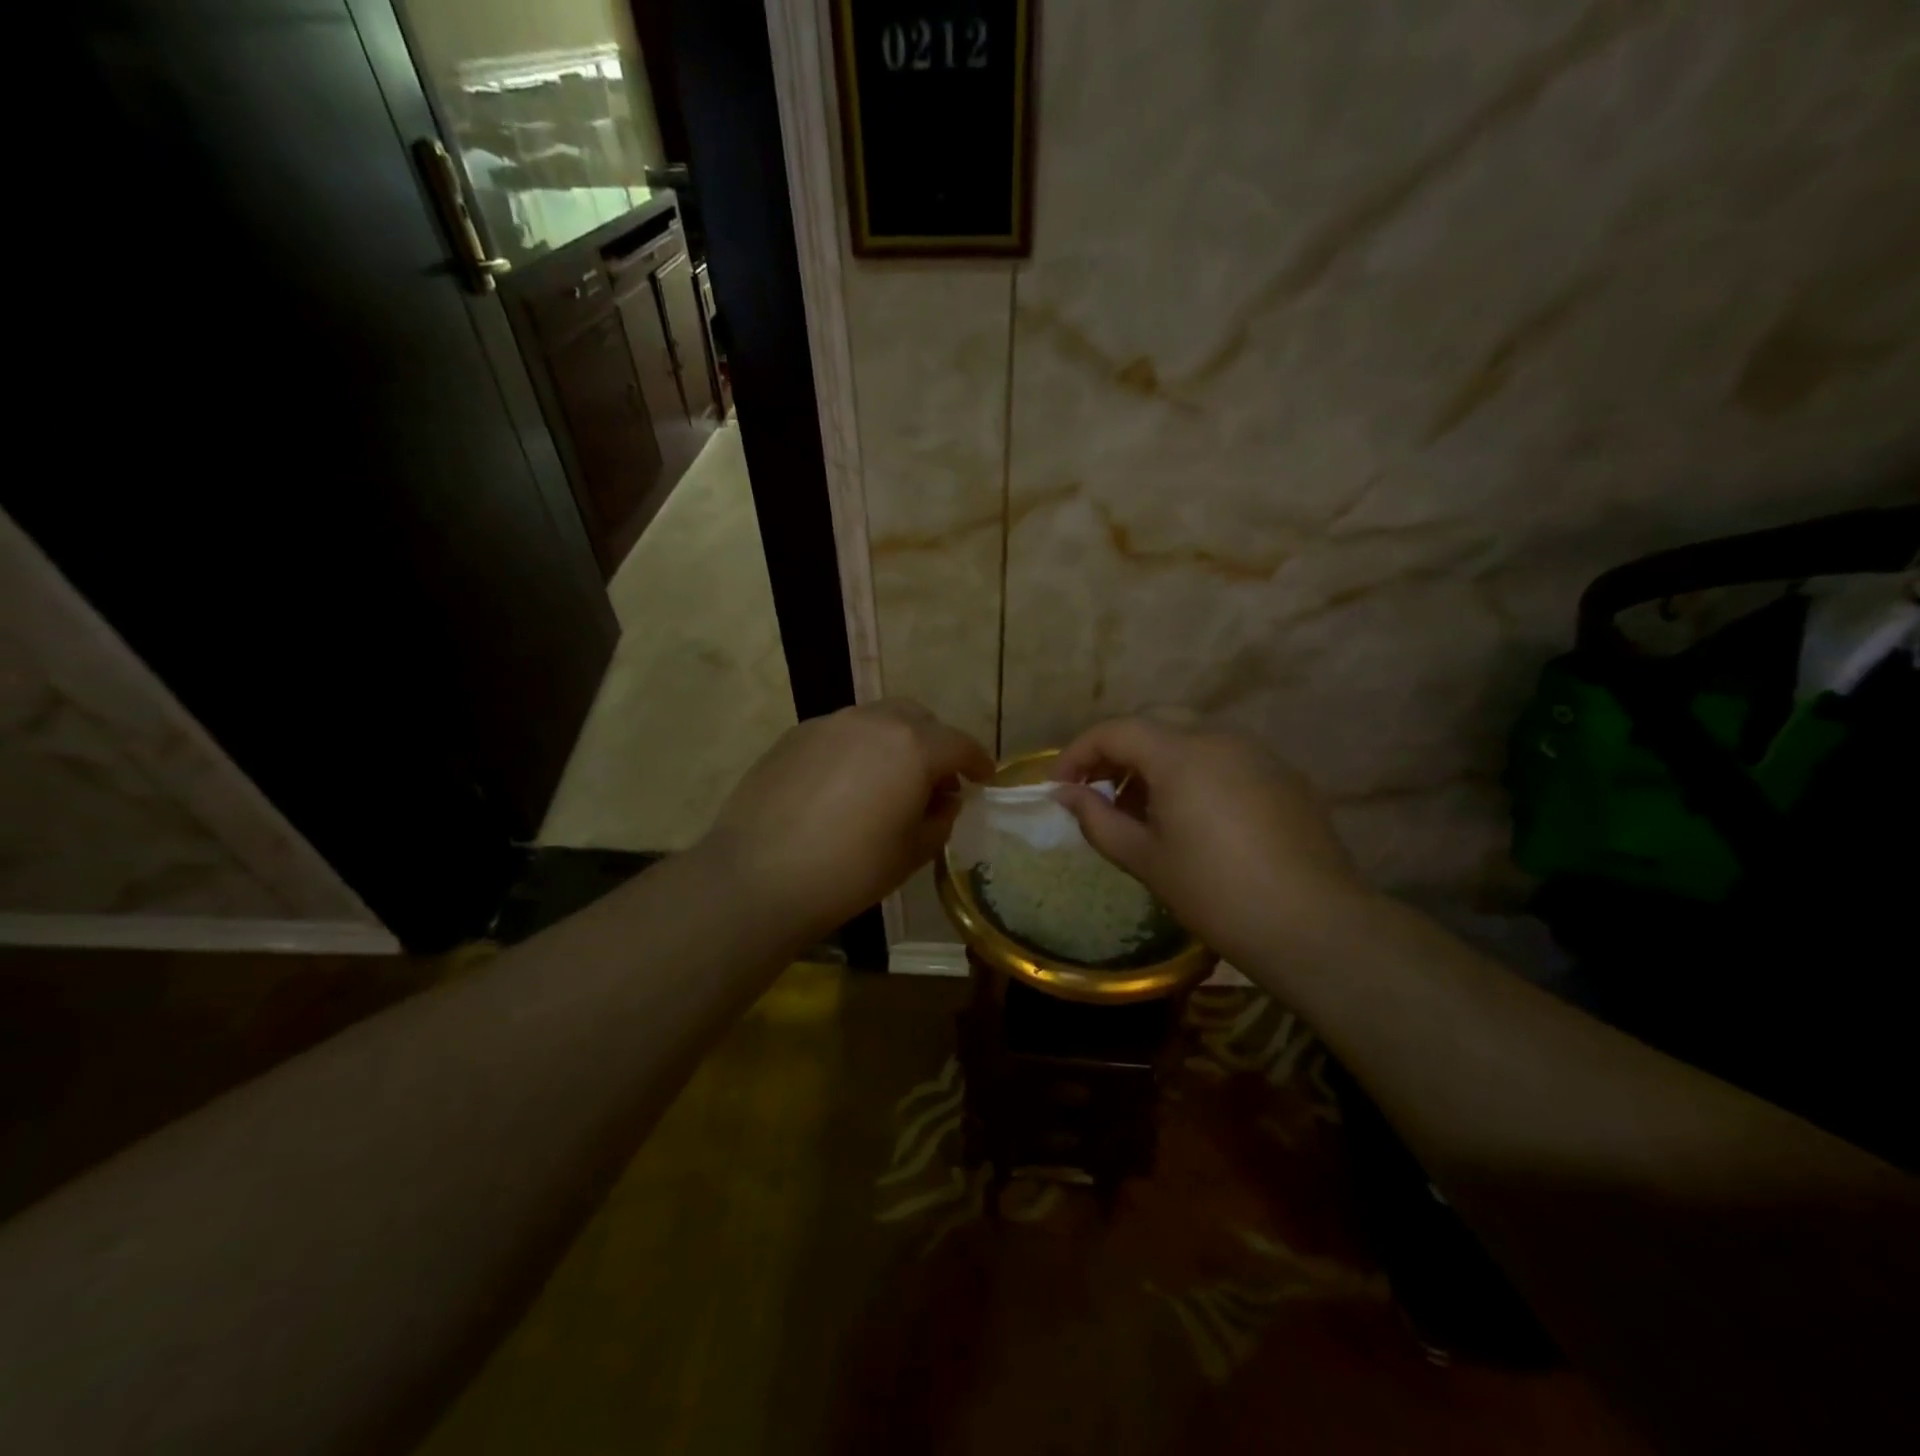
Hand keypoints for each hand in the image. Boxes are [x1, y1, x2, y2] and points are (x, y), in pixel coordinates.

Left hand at [702, 699, 993, 941]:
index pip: (959, 744)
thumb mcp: (912, 851)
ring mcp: (829, 724)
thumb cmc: (850, 870)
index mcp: (913, 746)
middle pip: (918, 719)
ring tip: (887, 782)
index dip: (978, 762)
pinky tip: (843, 786)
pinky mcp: (794, 735)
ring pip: (877, 720)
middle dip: (935, 744)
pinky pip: (840, 733)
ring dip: (894, 743)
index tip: (984, 778)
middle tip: (934, 780)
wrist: (759, 876)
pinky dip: (856, 750)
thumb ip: (940, 817)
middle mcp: (873, 721)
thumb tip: (945, 799)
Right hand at [1052, 717, 1374, 965]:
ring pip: (1192, 737)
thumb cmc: (1215, 892)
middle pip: (1153, 722)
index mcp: (1180, 753)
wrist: (1313, 924)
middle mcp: (1220, 738)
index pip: (1115, 730)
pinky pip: (1226, 758)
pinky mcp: (1285, 775)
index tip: (1060, 787)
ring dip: (1157, 761)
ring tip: (1145, 809)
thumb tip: (1065, 794)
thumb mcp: (1144, 858)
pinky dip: (1196, 772)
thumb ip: (1097, 819)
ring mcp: (1258, 753)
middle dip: (1118, 751)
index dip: (1078, 753)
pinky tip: (1196, 818)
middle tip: (1099, 792)